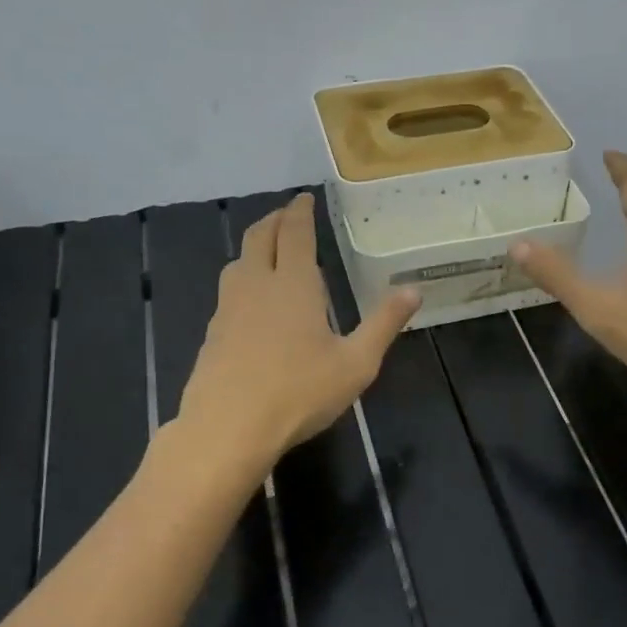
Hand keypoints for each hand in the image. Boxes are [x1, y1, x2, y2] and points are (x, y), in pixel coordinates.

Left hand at [178, 194, 418, 465]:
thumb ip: (384, 324)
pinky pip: (229, 290)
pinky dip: (244, 278)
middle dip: (275, 220)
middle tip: (288, 215)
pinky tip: (253, 302)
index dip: (300, 211)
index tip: (304, 198)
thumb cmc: (299, 393)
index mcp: (294, 284)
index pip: (296, 233)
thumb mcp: (356, 363)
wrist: (226, 429)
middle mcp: (257, 285)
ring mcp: (228, 308)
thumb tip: (414, 290)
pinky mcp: (213, 333)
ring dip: (255, 246)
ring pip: (239, 261)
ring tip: (271, 252)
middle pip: (260, 237)